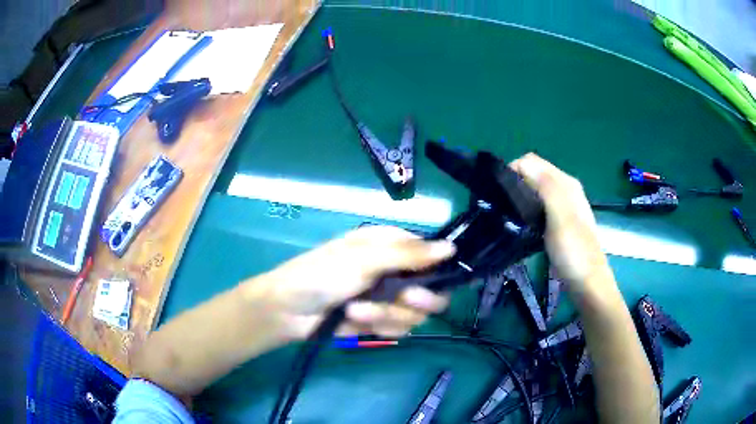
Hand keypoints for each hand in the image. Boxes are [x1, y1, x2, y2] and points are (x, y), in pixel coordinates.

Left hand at [247, 225, 455, 339]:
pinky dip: (377, 325)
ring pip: (416, 314)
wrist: (290, 311)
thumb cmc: (323, 275)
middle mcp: (395, 272)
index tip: (437, 280)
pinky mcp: (378, 321)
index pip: (432, 255)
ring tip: (357, 310)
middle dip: (418, 299)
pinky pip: (398, 329)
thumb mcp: (365, 259)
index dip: (439, 268)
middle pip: (432, 290)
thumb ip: (409, 255)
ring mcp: (387, 299)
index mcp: (391, 247)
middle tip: (404, 297)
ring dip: (387, 314)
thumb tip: (451, 248)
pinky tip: (355, 320)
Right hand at [510, 153, 613, 296]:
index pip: (532, 161)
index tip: (499, 192)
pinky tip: (523, 222)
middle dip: (516, 181)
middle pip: (534, 173)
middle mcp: (565, 189)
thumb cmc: (573, 250)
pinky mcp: (560, 221)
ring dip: (521, 195)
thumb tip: (520, 164)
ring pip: (536, 189)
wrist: (587, 282)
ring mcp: (564, 206)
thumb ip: (544, 186)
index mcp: (565, 183)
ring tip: (509, 213)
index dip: (514, 170)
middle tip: (502, 204)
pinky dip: (528, 207)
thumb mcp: (559, 215)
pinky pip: (539, 205)